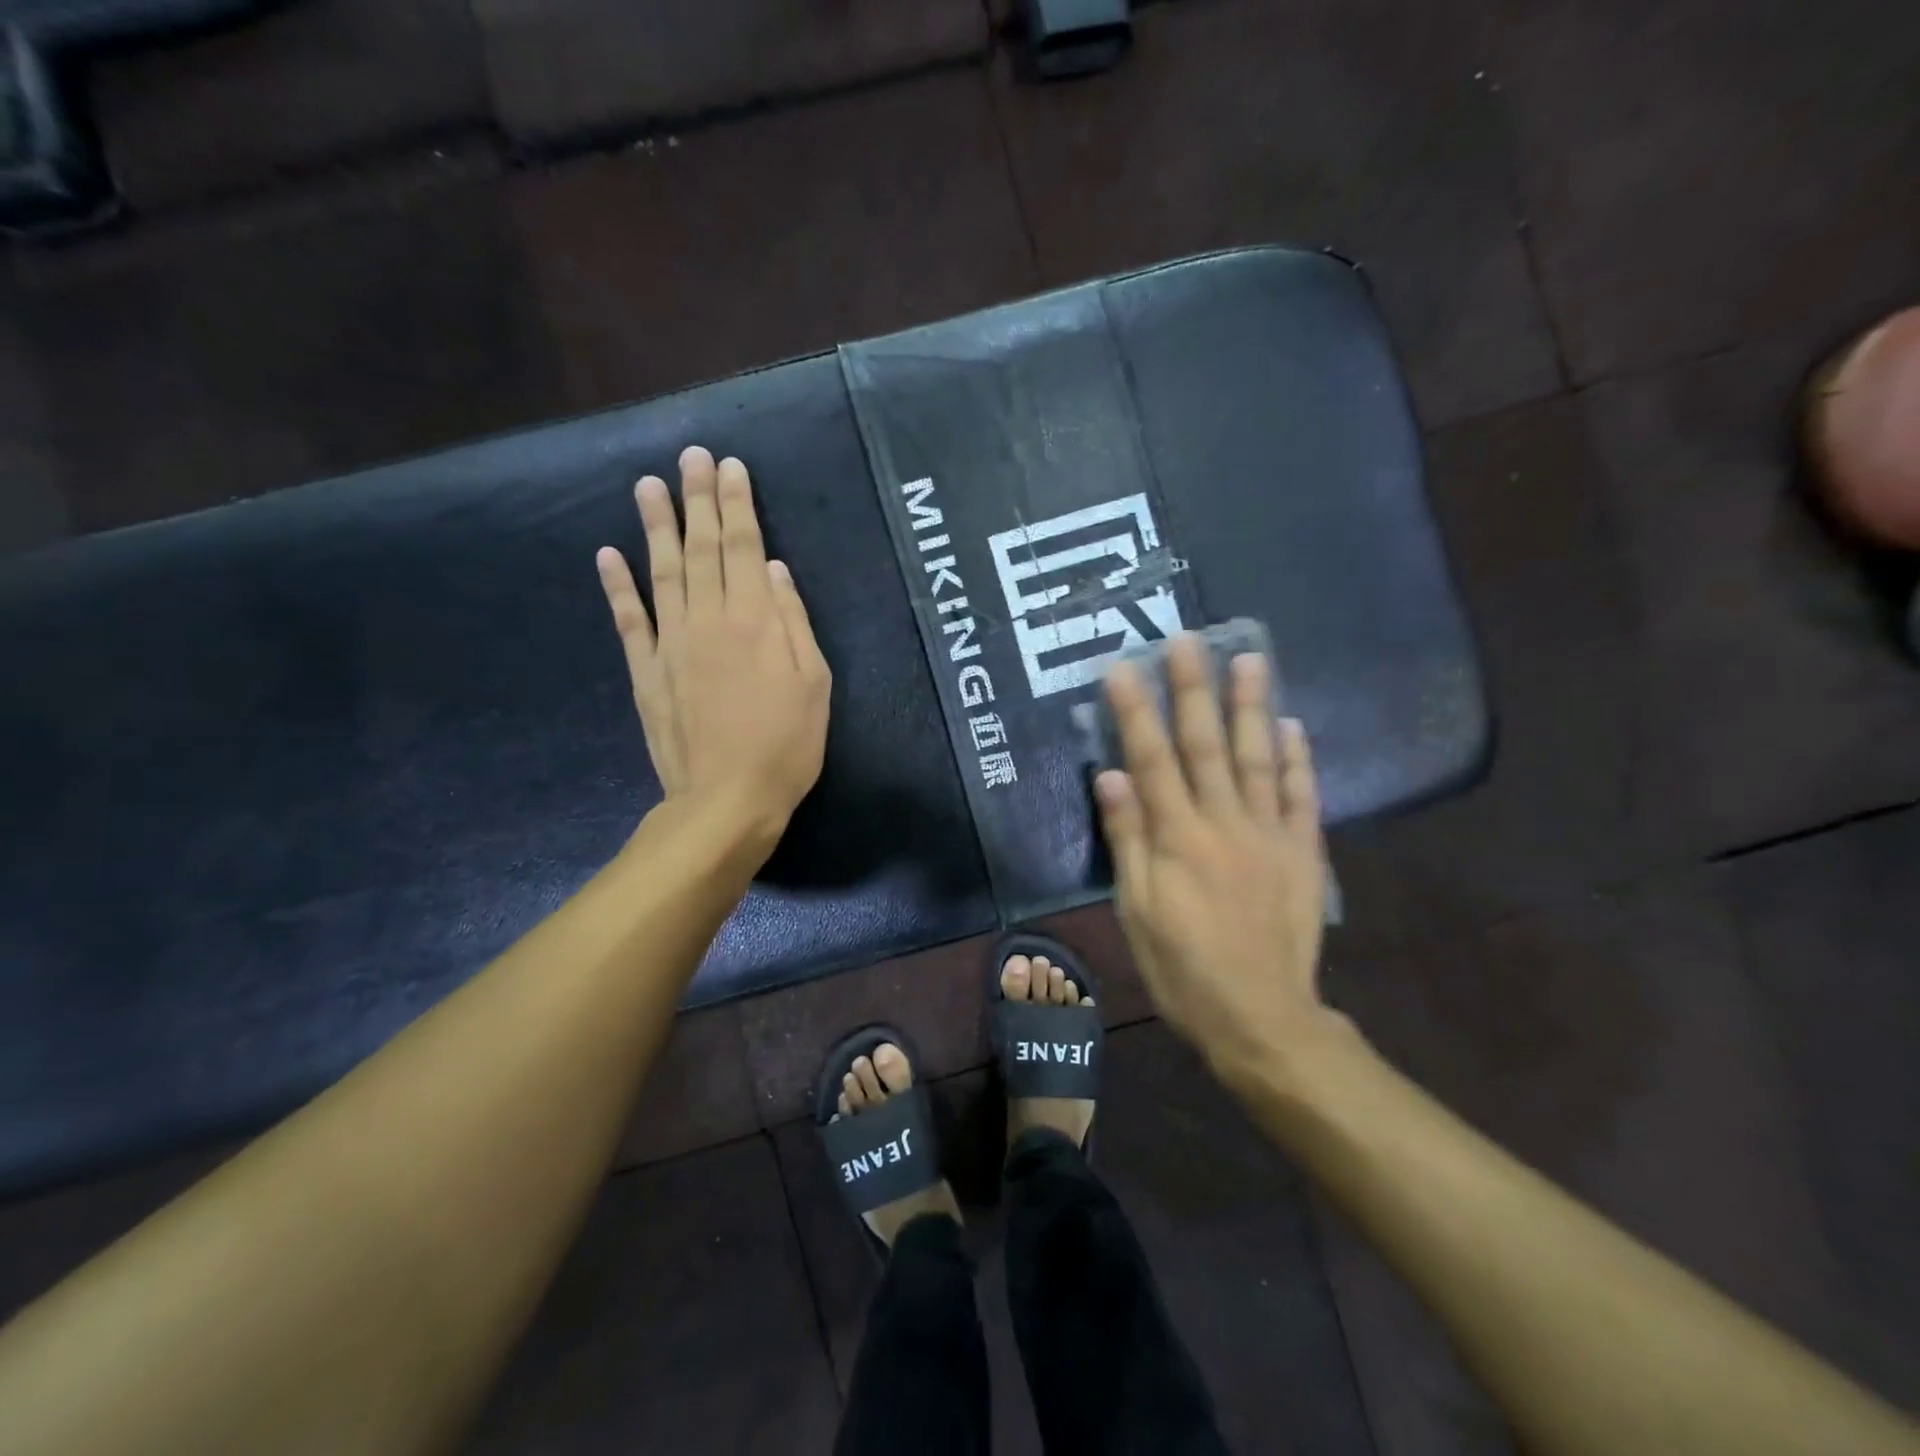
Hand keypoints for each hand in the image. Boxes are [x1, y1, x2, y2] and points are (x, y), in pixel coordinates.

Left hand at [596, 447, 830, 850]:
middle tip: (691, 456)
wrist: (727, 799)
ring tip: (647, 485)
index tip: (731, 467)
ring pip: (661, 572)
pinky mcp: (646, 671)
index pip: (743, 547)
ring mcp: (671, 644)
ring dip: (655, 526)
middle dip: (698, 499)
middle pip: (701, 548)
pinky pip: (629, 620)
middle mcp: (709, 620)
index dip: (737, 505)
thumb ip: (794, 623)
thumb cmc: (786, 745)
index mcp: (755, 621)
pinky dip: (617, 586)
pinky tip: (607, 554)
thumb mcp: (814, 684)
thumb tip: (774, 570)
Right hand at [1094, 635, 1345, 1092]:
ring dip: (1251, 706)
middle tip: (1188, 639)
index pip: (1152, 759)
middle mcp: (1224, 824)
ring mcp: (1269, 835)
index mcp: (1178, 838)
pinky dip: (1299, 759)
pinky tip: (1293, 725)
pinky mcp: (1302, 853)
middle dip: (1194, 689)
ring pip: (1259, 758)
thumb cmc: (1184, 969)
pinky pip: (1302, 797)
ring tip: (1249, 659)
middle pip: (1206, 745)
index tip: (1122, 667)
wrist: (1263, 1018)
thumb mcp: (1137, 913)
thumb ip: (1128, 841)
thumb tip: (1113, 776)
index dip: (1135, 711)